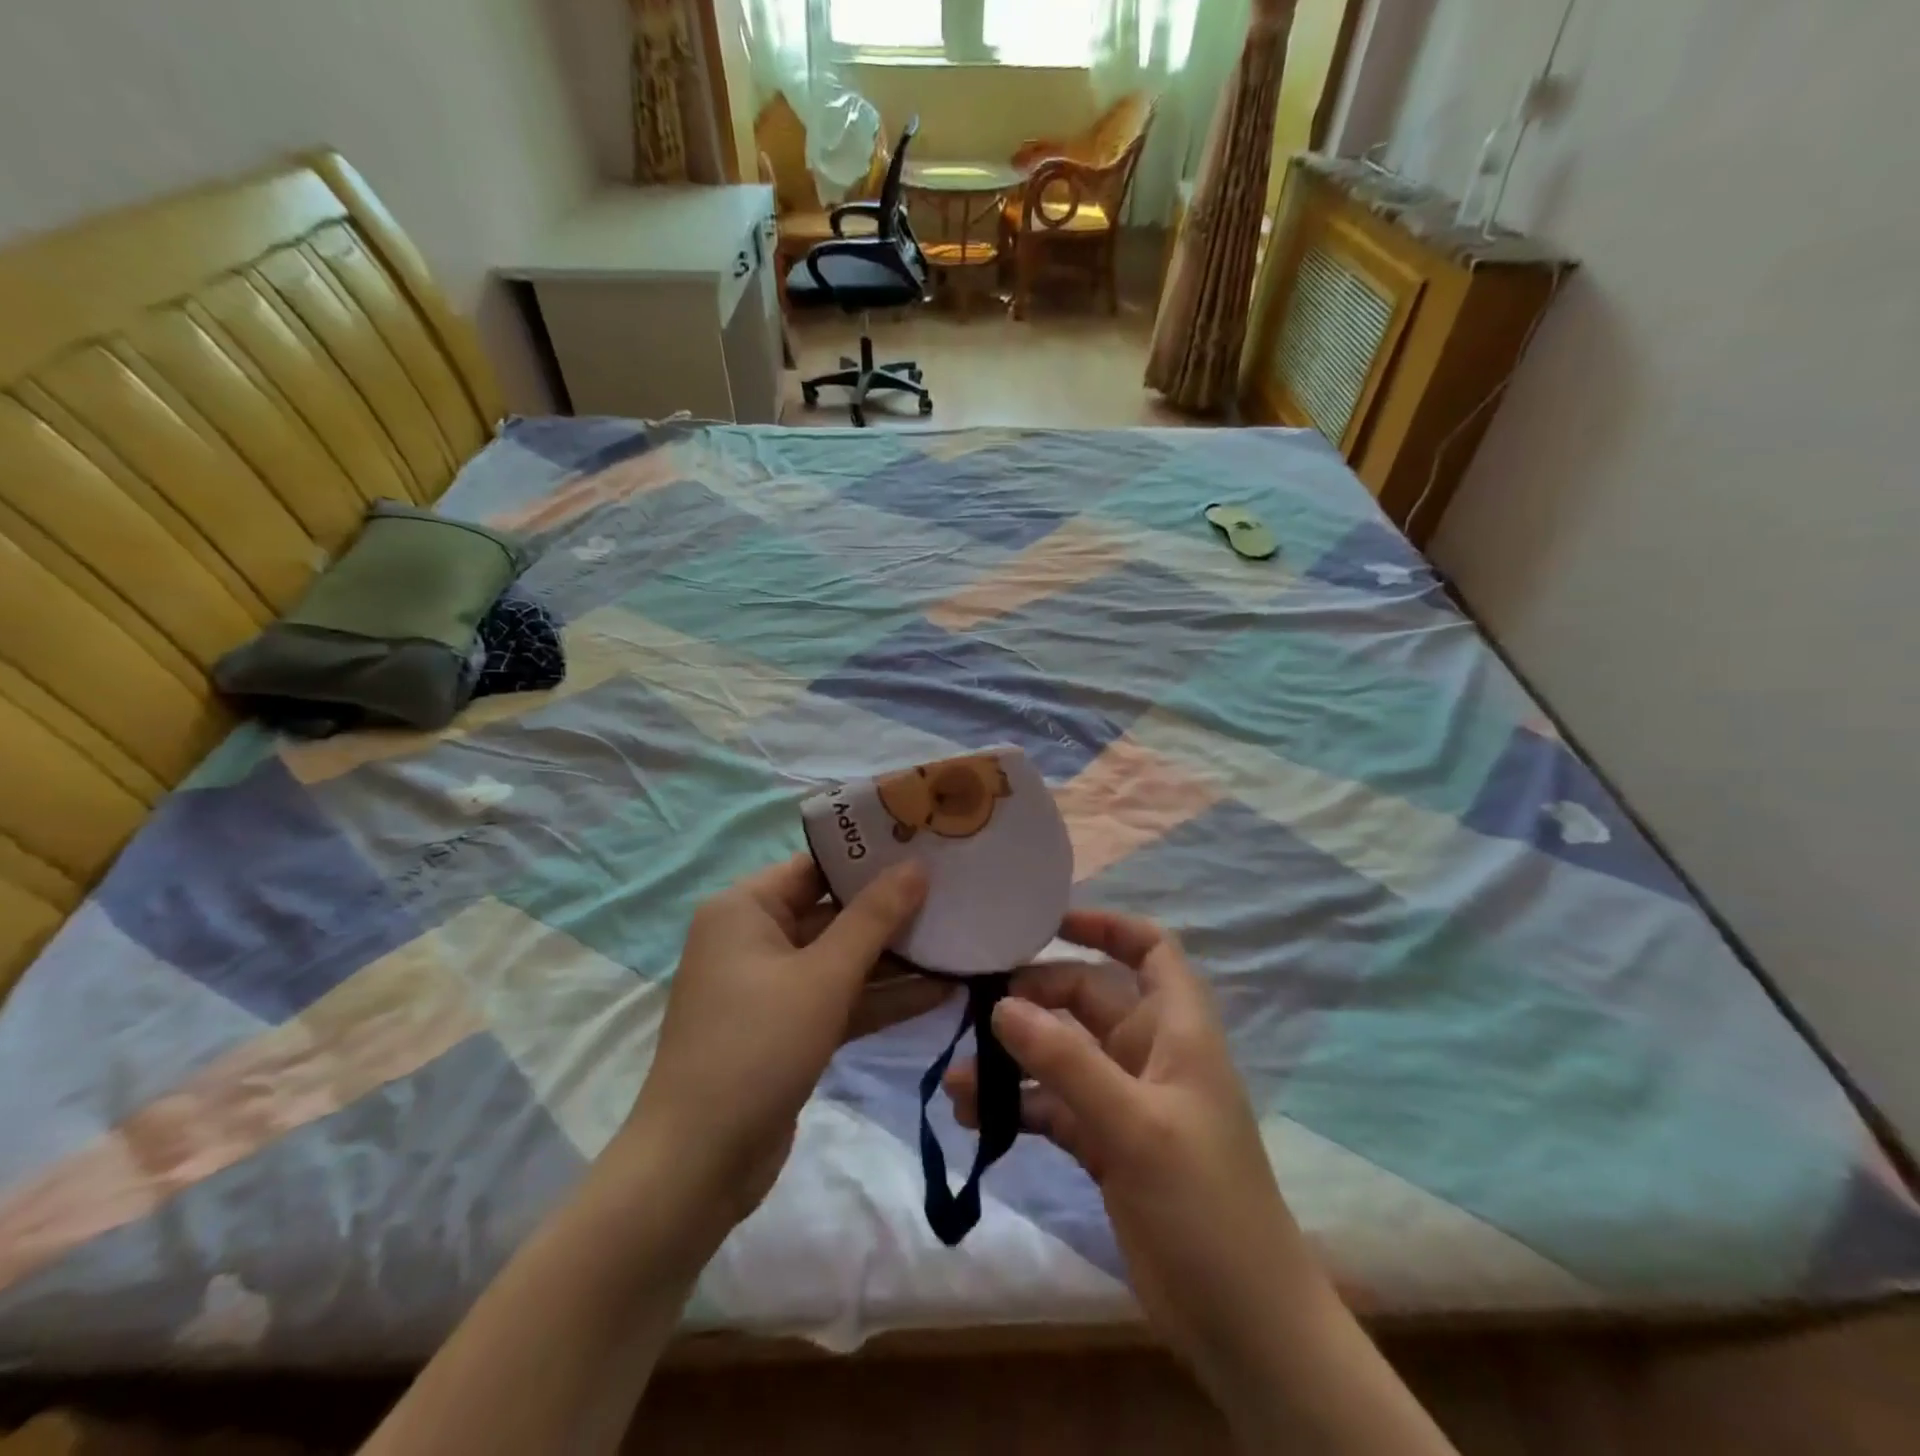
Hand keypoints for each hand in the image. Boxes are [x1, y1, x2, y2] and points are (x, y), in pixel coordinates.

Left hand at [616, 854, 948, 1239]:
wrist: (699, 1165)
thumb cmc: (757, 1046)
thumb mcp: (823, 976)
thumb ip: (874, 918)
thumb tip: (916, 866)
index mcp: (745, 908)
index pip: (817, 866)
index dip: (871, 857)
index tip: (927, 847)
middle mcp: (754, 938)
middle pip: (833, 911)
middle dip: (892, 910)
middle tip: (955, 892)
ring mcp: (771, 987)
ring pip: (841, 959)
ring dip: (896, 959)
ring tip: (959, 941)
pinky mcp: (788, 1029)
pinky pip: (840, 998)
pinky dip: (881, 997)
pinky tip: (940, 993)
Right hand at [944, 909, 1322, 1383]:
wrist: (1243, 1323)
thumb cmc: (1204, 1203)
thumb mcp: (1135, 1124)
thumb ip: (1067, 1061)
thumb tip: (1001, 1006)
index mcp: (1176, 1029)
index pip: (1150, 949)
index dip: (1107, 926)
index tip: (1048, 922)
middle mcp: (1149, 1053)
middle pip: (1087, 998)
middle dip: (1034, 999)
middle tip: (976, 1011)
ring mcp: (1125, 1100)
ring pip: (1062, 1055)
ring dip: (1014, 1060)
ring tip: (960, 1078)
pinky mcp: (1105, 1144)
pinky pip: (1053, 1106)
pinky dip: (1017, 1106)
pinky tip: (973, 1119)